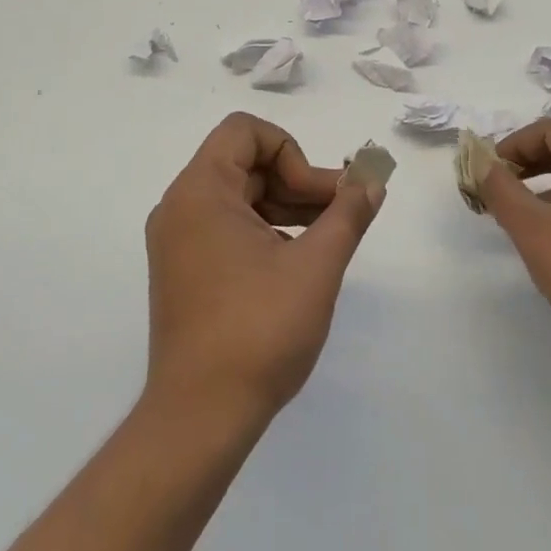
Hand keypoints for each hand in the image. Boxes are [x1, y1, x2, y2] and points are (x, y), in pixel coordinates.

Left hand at [144, 113, 384, 428]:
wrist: (200, 418)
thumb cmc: (259, 330)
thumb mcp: (316, 266)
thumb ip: (348, 213)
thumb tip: (373, 181)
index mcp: (200, 193)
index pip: (245, 131)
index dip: (291, 152)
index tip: (316, 197)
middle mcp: (180, 208)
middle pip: (245, 162)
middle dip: (299, 180)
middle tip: (342, 213)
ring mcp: (178, 242)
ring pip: (240, 196)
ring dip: (287, 205)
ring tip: (330, 236)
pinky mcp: (184, 271)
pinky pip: (228, 226)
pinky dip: (266, 229)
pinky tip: (298, 260)